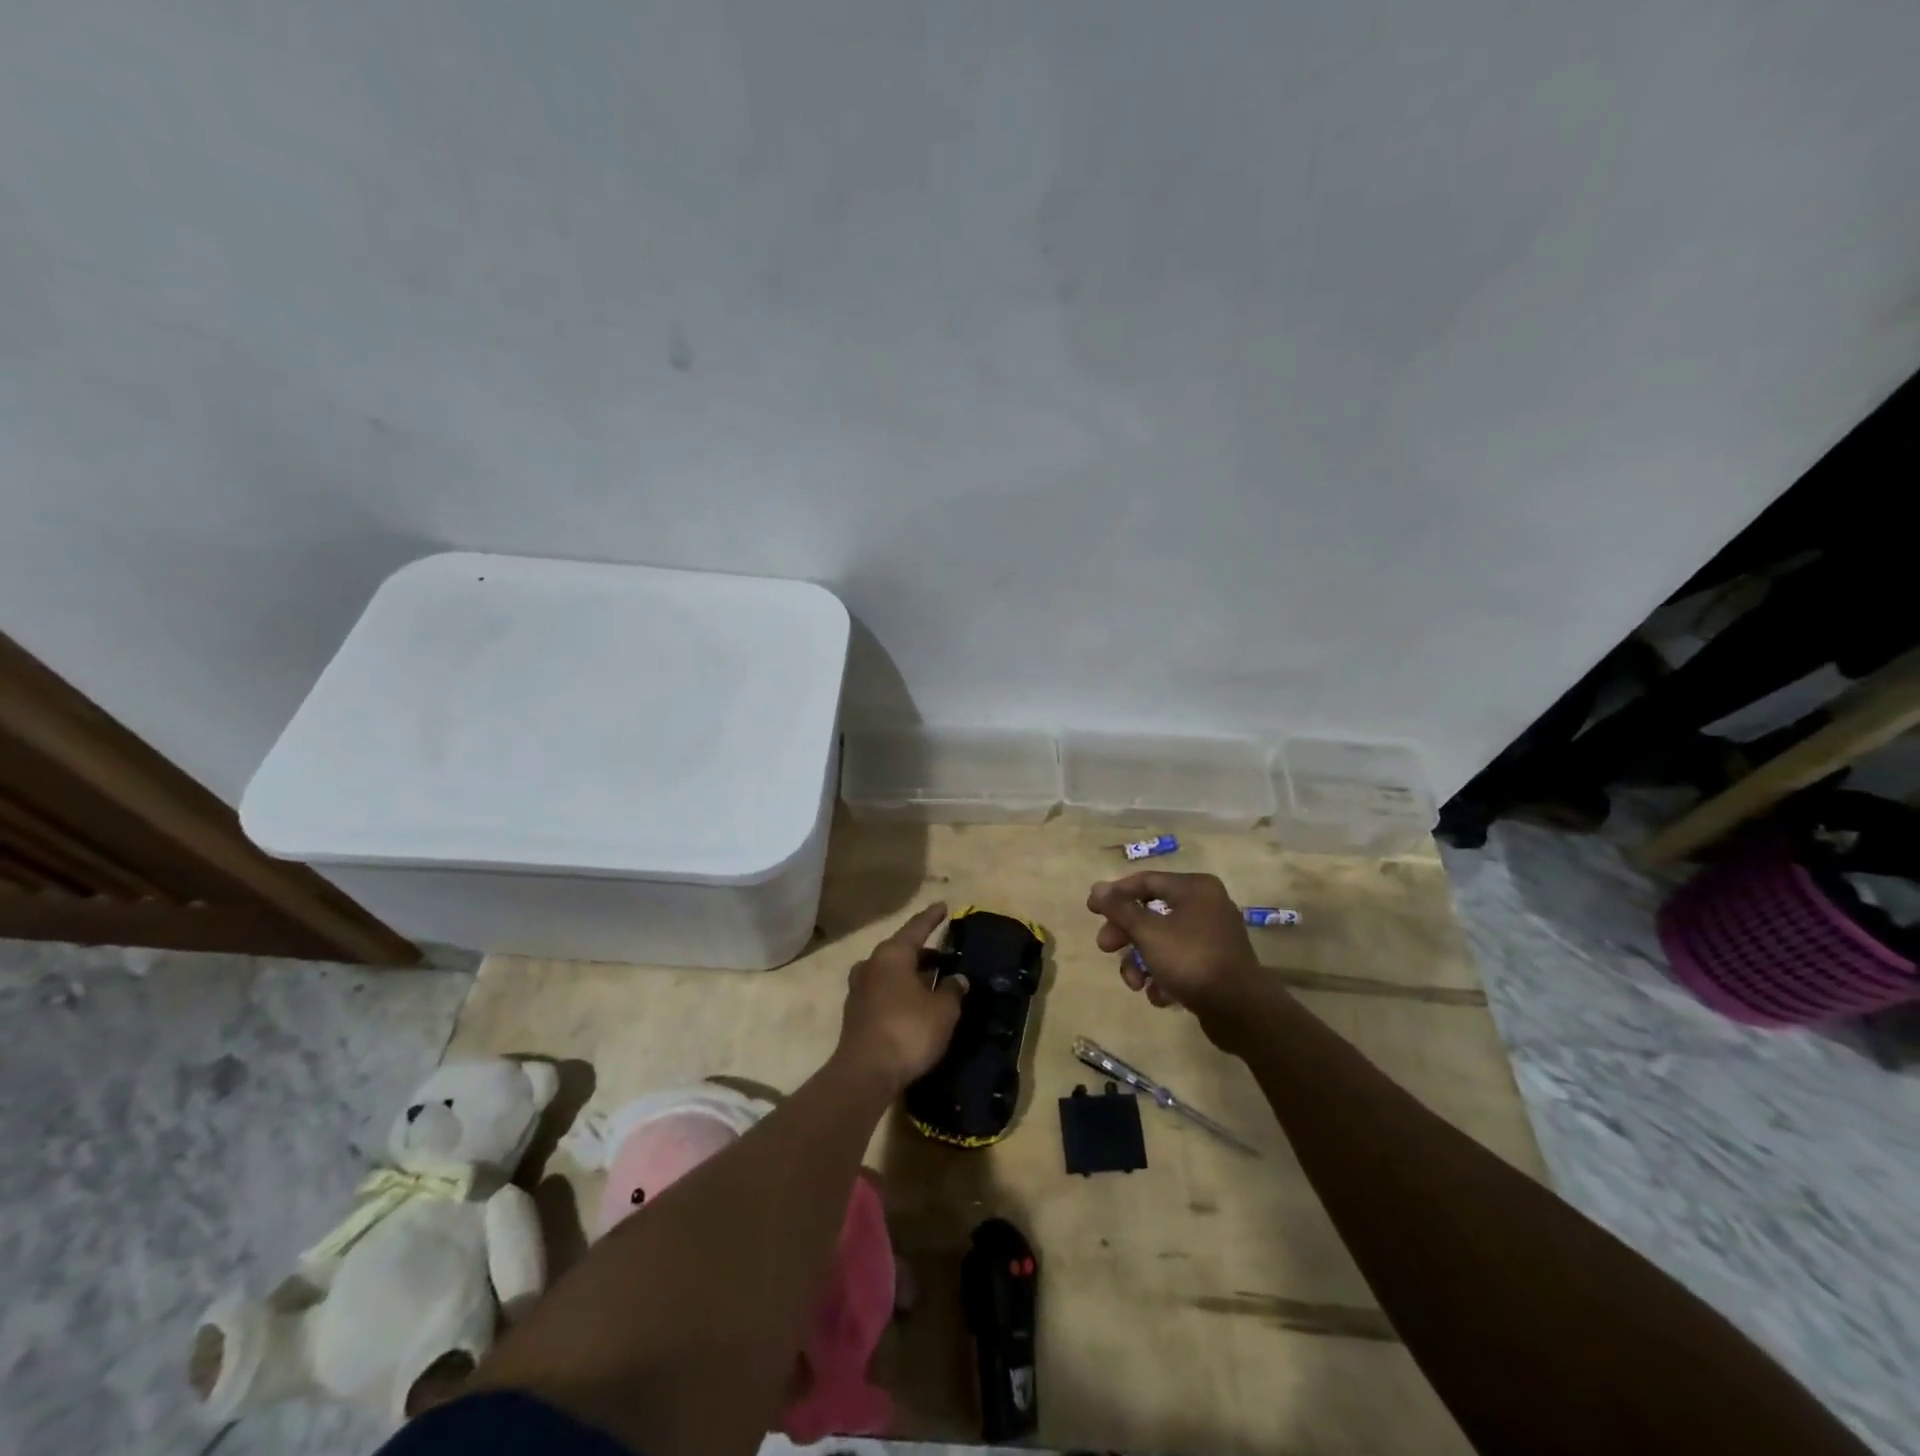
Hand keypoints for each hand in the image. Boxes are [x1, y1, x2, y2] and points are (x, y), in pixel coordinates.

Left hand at [835, 903, 968, 1093]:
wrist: (865, 1073)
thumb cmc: (908, 1031)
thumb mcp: (943, 1010)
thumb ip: (952, 990)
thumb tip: (957, 978)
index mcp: (892, 955)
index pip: (916, 928)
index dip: (932, 918)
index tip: (943, 906)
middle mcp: (872, 965)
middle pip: (900, 950)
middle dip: (922, 950)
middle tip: (943, 952)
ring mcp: (859, 989)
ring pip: (890, 972)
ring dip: (910, 973)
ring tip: (931, 978)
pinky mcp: (856, 1013)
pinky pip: (883, 991)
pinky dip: (899, 991)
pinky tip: (914, 1003)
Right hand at [1087, 872, 1260, 1019]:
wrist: (1241, 1010)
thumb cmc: (1192, 960)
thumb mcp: (1148, 932)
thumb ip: (1120, 909)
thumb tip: (1097, 887)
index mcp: (1194, 888)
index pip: (1145, 881)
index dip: (1115, 894)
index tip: (1091, 909)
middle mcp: (1206, 905)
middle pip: (1151, 913)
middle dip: (1125, 934)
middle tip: (1105, 948)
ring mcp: (1212, 936)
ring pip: (1162, 941)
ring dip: (1141, 962)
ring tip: (1136, 984)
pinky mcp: (1214, 965)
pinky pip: (1179, 962)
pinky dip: (1164, 976)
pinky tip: (1161, 996)